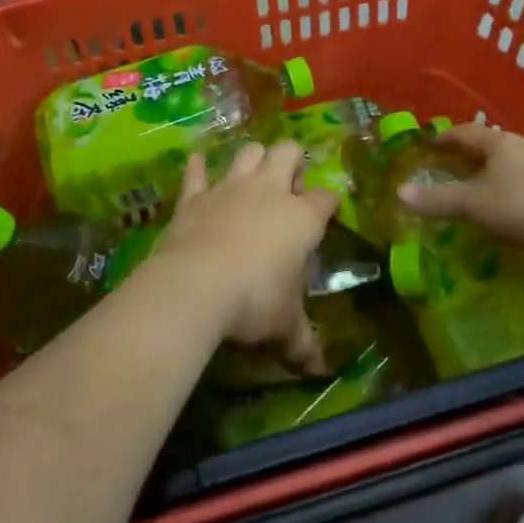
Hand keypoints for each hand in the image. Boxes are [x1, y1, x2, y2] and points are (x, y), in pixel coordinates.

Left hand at [148, 141, 337, 374]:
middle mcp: (269, 191)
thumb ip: (303, 344)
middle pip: (287, 152)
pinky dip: (197, 167)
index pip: (326, 198)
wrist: (196, 286)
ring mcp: (229, 188)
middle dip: (292, 162)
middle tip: (289, 190)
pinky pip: (196, 172)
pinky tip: (197, 164)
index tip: (327, 215)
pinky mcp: (194, 196)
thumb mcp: (285, 328)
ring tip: (253, 177)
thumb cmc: (254, 303)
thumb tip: (319, 370)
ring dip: (253, 159)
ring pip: (248, 152)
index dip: (329, 204)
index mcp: (301, 218)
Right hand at [395, 122, 523, 248]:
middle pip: (498, 156)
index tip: (431, 144)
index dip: (447, 138)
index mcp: (501, 147)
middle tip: (457, 180)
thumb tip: (399, 193)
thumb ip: (439, 200)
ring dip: (510, 200)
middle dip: (478, 168)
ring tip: (495, 221)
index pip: (467, 133)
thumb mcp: (476, 204)